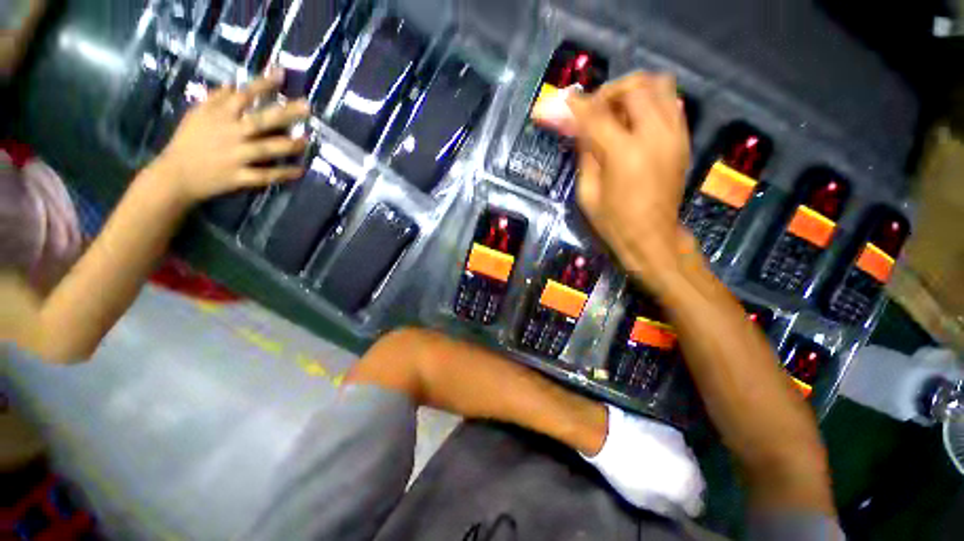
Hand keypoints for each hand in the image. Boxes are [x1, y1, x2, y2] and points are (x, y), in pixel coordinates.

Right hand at [148, 71, 310, 204]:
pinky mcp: (239, 177)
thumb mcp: (196, 115)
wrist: (175, 176)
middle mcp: (230, 134)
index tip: (282, 74)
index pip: (243, 96)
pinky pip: (265, 175)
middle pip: (261, 121)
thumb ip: (216, 99)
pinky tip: (300, 170)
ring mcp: (235, 156)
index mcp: (219, 116)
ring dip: (288, 145)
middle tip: (307, 107)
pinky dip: (283, 174)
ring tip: (307, 140)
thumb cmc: (188, 141)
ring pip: (266, 148)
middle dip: (285, 113)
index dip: (262, 84)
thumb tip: (235, 84)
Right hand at [566, 73, 691, 278]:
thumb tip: (573, 123)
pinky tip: (634, 122)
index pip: (595, 114)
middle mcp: (655, 135)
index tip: (557, 102)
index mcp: (624, 154)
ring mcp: (675, 134)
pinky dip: (650, 101)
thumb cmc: (613, 221)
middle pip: (634, 85)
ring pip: (659, 84)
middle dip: (608, 91)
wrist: (652, 237)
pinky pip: (671, 101)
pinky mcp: (683, 139)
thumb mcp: (587, 191)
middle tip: (593, 111)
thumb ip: (584, 151)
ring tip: (615, 112)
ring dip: (632, 91)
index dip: (573, 105)